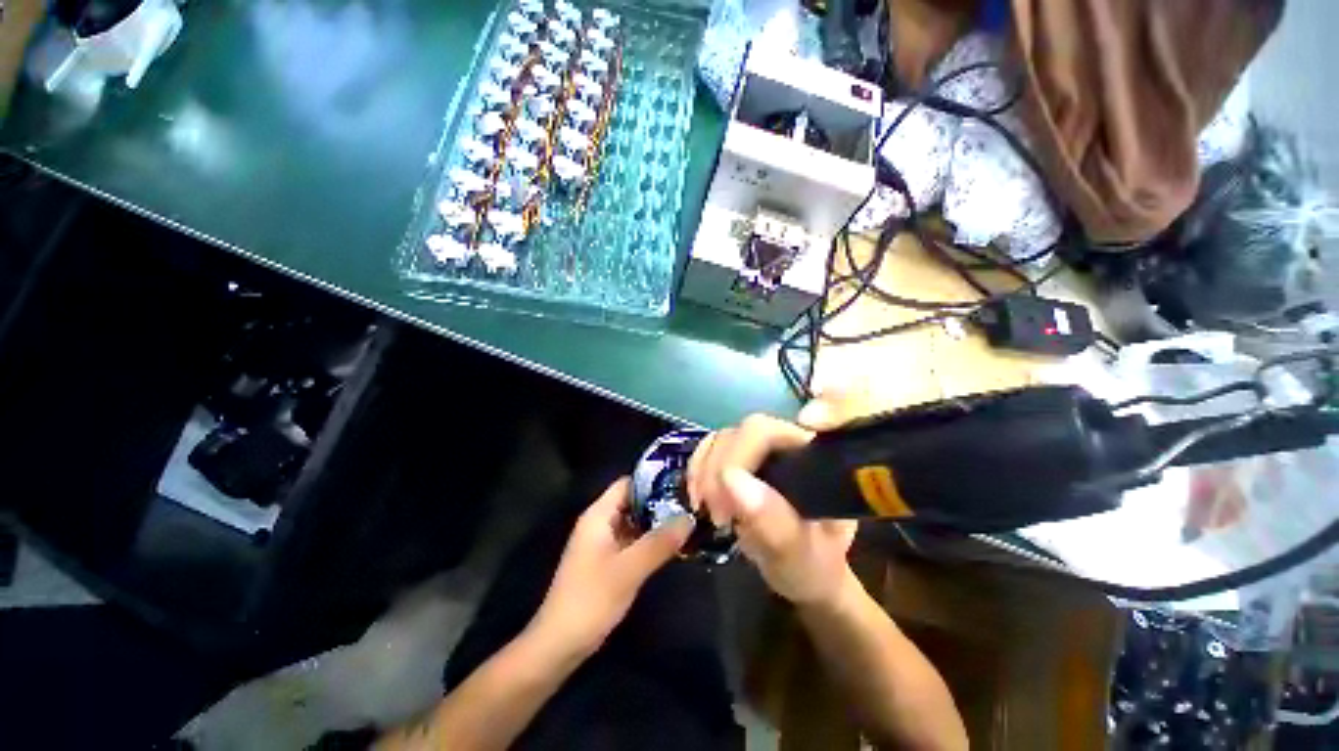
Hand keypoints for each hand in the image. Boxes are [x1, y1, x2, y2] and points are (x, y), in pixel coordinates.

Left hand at [532, 478, 693, 653]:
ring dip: (657, 522)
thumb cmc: (590, 600)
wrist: (559, 645)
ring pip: (634, 522)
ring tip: (688, 520)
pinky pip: (633, 541)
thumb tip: (689, 518)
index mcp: (599, 515)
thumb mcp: (629, 569)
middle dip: (660, 502)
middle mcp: (600, 523)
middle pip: (633, 502)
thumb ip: (659, 542)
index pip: (628, 483)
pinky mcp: (608, 562)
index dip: (653, 481)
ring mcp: (603, 543)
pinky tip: (672, 545)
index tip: (681, 484)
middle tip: (691, 504)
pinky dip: (650, 540)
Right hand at [686, 394, 858, 606]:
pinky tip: (699, 499)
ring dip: (705, 471)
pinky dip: (698, 471)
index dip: (743, 449)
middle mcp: (789, 442)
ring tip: (706, 511)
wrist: (802, 570)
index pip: (772, 433)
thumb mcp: (800, 556)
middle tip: (717, 515)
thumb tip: (731, 480)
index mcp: (814, 458)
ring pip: (724, 438)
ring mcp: (763, 447)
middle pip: (745, 431)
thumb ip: (774, 523)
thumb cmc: (812, 566)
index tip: (727, 496)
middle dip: (721, 468)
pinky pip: (710, 449)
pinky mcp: (741, 456)